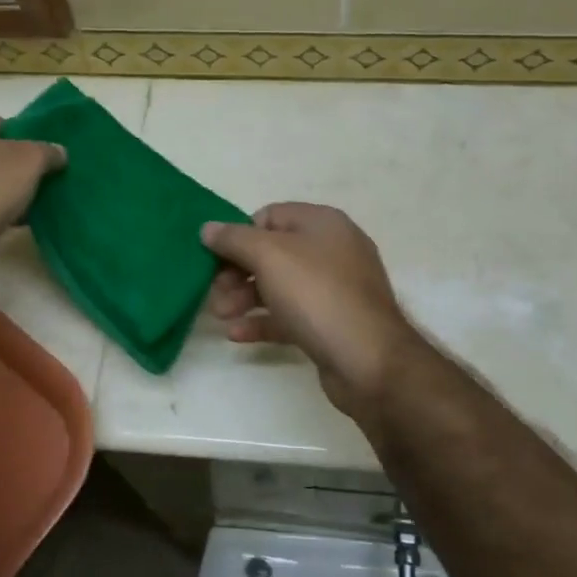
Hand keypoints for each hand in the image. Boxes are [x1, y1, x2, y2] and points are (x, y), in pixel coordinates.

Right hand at [201, 203, 425, 421]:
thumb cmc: (317, 295)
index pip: (270, 216)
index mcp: (322, 223)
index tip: (215, 257)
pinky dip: (263, 321)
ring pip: (280, 285)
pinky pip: (291, 315)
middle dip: (238, 271)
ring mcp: (335, 289)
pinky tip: (236, 335)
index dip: (240, 234)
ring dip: (245, 297)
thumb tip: (208, 228)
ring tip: (220, 316)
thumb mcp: (269, 256)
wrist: (368, 360)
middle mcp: (332, 250)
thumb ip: (234, 239)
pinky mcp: (332, 323)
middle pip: (272, 252)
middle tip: (214, 292)